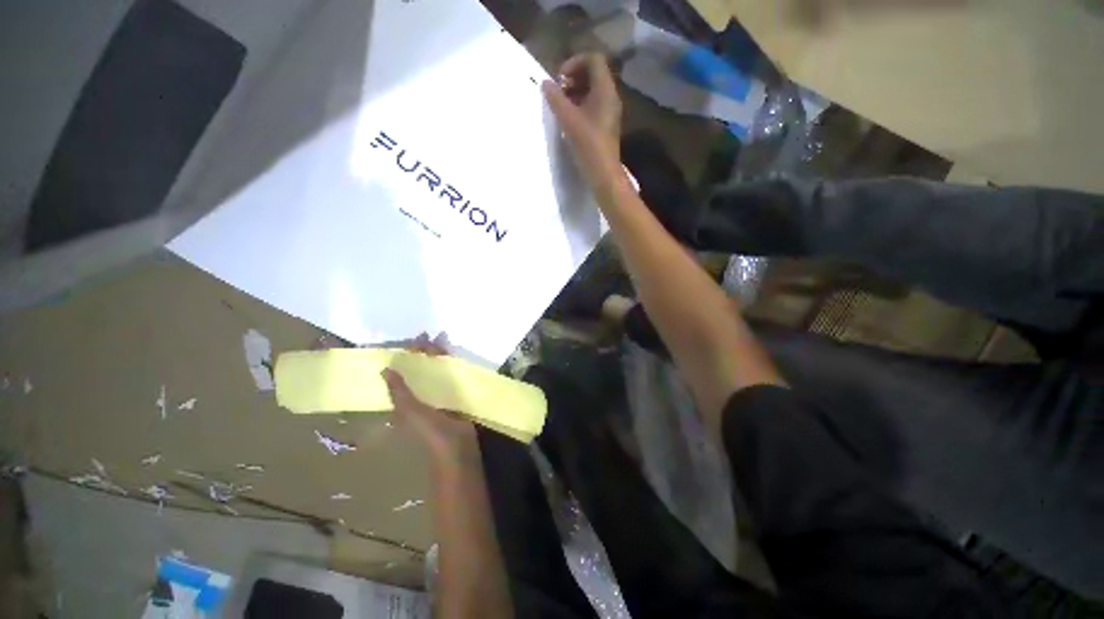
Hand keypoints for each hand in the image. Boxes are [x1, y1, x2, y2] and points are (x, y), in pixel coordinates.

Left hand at [381, 333, 476, 463]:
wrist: (457, 447)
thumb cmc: (430, 431)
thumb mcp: (411, 411)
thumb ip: (400, 391)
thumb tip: (385, 369)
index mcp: (407, 399)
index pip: (404, 372)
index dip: (407, 355)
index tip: (415, 339)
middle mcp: (421, 394)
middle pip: (421, 368)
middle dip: (424, 352)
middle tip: (429, 335)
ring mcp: (439, 394)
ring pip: (436, 369)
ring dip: (438, 355)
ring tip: (442, 339)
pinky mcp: (455, 395)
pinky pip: (452, 376)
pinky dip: (452, 364)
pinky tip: (454, 354)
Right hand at [542, 53, 626, 193]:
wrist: (603, 173)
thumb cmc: (588, 144)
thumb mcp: (568, 120)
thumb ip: (556, 99)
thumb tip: (545, 83)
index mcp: (605, 90)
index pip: (593, 59)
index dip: (574, 62)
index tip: (559, 79)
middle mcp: (611, 96)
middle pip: (594, 74)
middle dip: (574, 77)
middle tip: (558, 92)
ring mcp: (610, 111)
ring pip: (593, 90)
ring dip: (576, 92)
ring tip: (561, 106)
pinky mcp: (606, 125)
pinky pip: (594, 105)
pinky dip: (581, 105)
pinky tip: (570, 119)